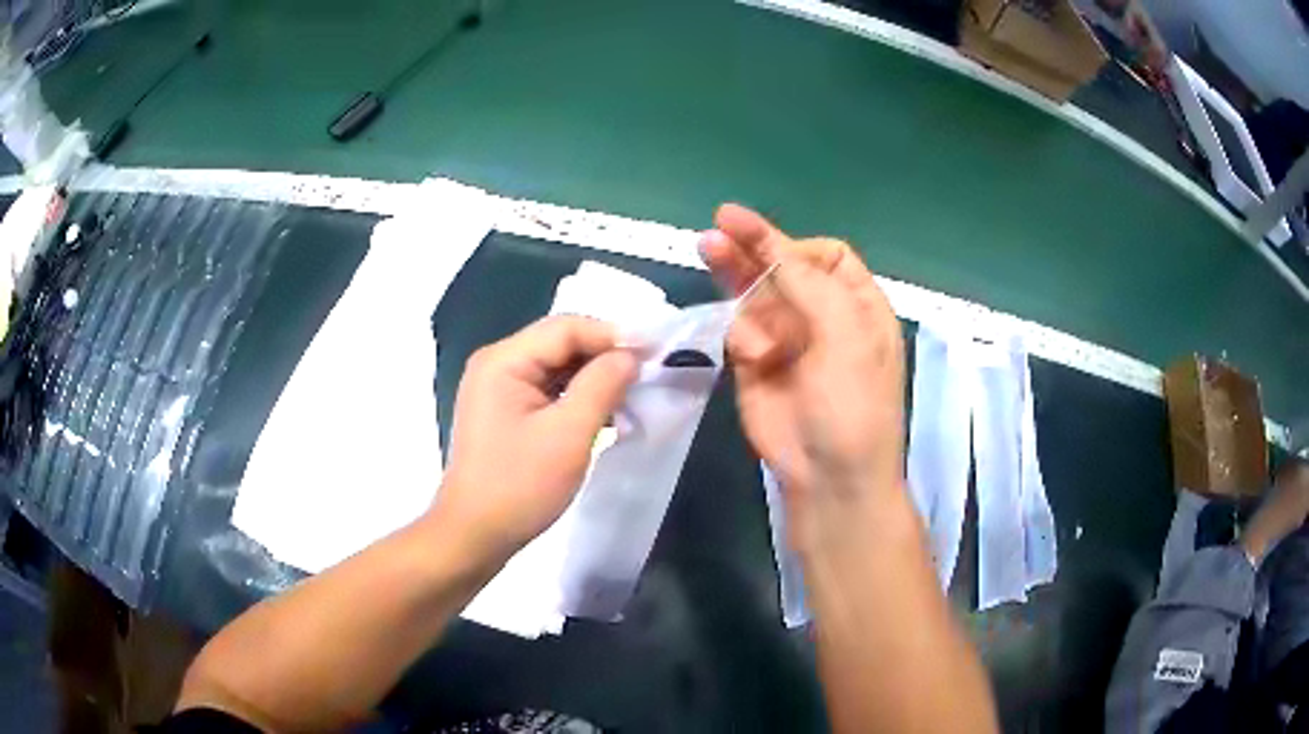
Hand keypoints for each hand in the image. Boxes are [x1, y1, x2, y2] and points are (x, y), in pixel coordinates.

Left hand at [434, 315, 637, 563]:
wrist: (475, 535)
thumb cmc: (520, 486)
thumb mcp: (569, 434)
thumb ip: (602, 385)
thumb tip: (630, 355)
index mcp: (504, 360)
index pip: (566, 327)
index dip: (612, 335)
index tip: (654, 354)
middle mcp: (497, 364)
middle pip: (560, 343)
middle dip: (604, 356)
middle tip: (647, 375)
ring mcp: (498, 389)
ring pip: (556, 367)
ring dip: (594, 378)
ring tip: (632, 394)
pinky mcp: (505, 412)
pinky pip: (548, 390)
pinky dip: (577, 396)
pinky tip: (605, 412)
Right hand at [701, 205, 907, 550]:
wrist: (828, 476)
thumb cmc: (853, 404)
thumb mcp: (846, 337)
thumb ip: (810, 285)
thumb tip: (774, 245)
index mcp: (857, 305)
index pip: (826, 256)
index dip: (797, 247)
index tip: (774, 252)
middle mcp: (822, 315)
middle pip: (784, 267)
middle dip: (755, 244)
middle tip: (721, 222)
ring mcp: (786, 338)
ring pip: (755, 293)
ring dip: (735, 272)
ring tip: (708, 246)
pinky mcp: (754, 363)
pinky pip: (739, 329)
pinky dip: (741, 334)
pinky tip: (753, 355)